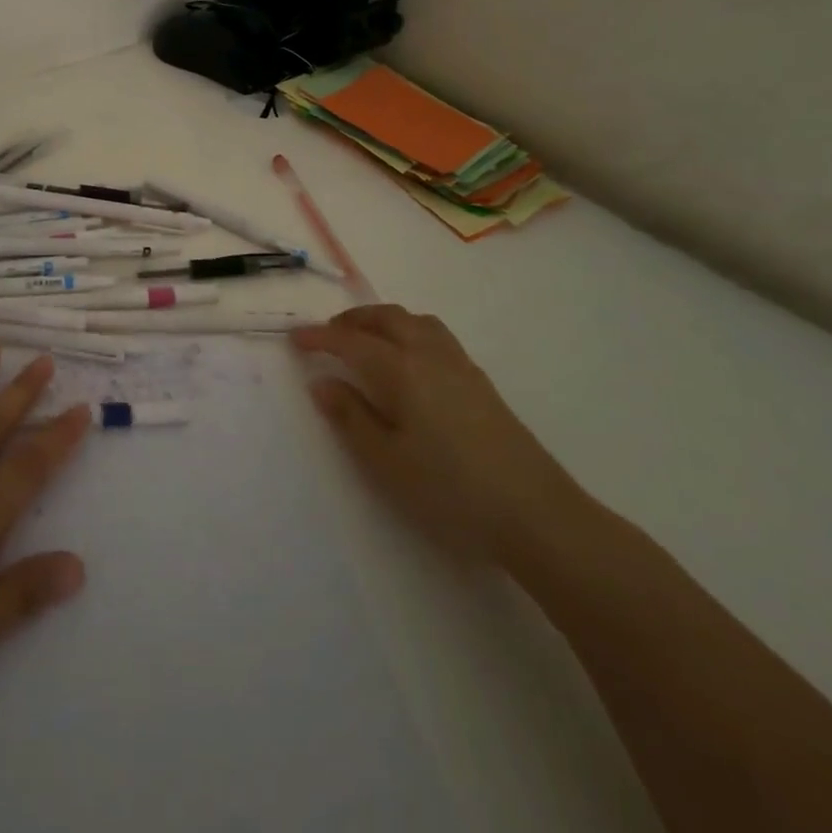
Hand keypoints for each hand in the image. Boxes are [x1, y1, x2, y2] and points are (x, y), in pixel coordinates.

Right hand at [292, 305, 572, 561]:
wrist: (536, 514)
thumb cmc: (450, 490)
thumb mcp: (386, 461)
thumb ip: (350, 417)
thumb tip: (323, 382)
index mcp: (401, 370)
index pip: (351, 341)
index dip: (319, 337)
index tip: (295, 338)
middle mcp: (430, 355)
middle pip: (387, 318)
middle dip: (353, 319)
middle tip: (328, 335)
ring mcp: (460, 366)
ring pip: (416, 321)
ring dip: (384, 321)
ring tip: (366, 340)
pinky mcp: (481, 382)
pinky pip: (435, 335)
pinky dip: (409, 331)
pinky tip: (408, 362)